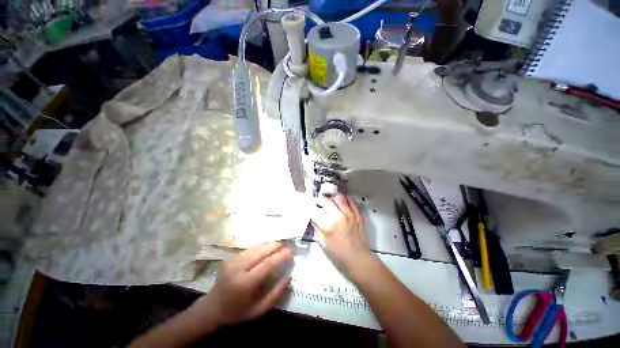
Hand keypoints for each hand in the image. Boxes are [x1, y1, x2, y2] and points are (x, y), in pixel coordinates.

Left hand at [188, 242, 291, 327]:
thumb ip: (275, 294)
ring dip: (268, 245)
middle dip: (275, 246)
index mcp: (244, 283)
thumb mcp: (259, 310)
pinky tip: (266, 248)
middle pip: (260, 252)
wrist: (212, 308)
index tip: (290, 251)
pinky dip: (260, 247)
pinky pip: (249, 249)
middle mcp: (237, 269)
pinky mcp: (229, 257)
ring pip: (255, 248)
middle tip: (286, 245)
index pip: (266, 264)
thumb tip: (288, 277)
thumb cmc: (237, 312)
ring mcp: (232, 261)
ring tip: (278, 245)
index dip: (280, 256)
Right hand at [310, 194, 372, 274]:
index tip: (309, 206)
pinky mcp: (357, 214)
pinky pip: (350, 200)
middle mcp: (338, 216)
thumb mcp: (322, 242)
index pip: (314, 210)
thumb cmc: (338, 254)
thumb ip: (316, 228)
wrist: (358, 258)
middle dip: (318, 200)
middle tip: (317, 202)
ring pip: (338, 197)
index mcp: (327, 225)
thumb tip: (313, 218)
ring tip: (329, 201)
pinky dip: (344, 199)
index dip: (309, 206)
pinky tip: (340, 202)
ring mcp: (349, 213)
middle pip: (325, 200)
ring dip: (331, 198)